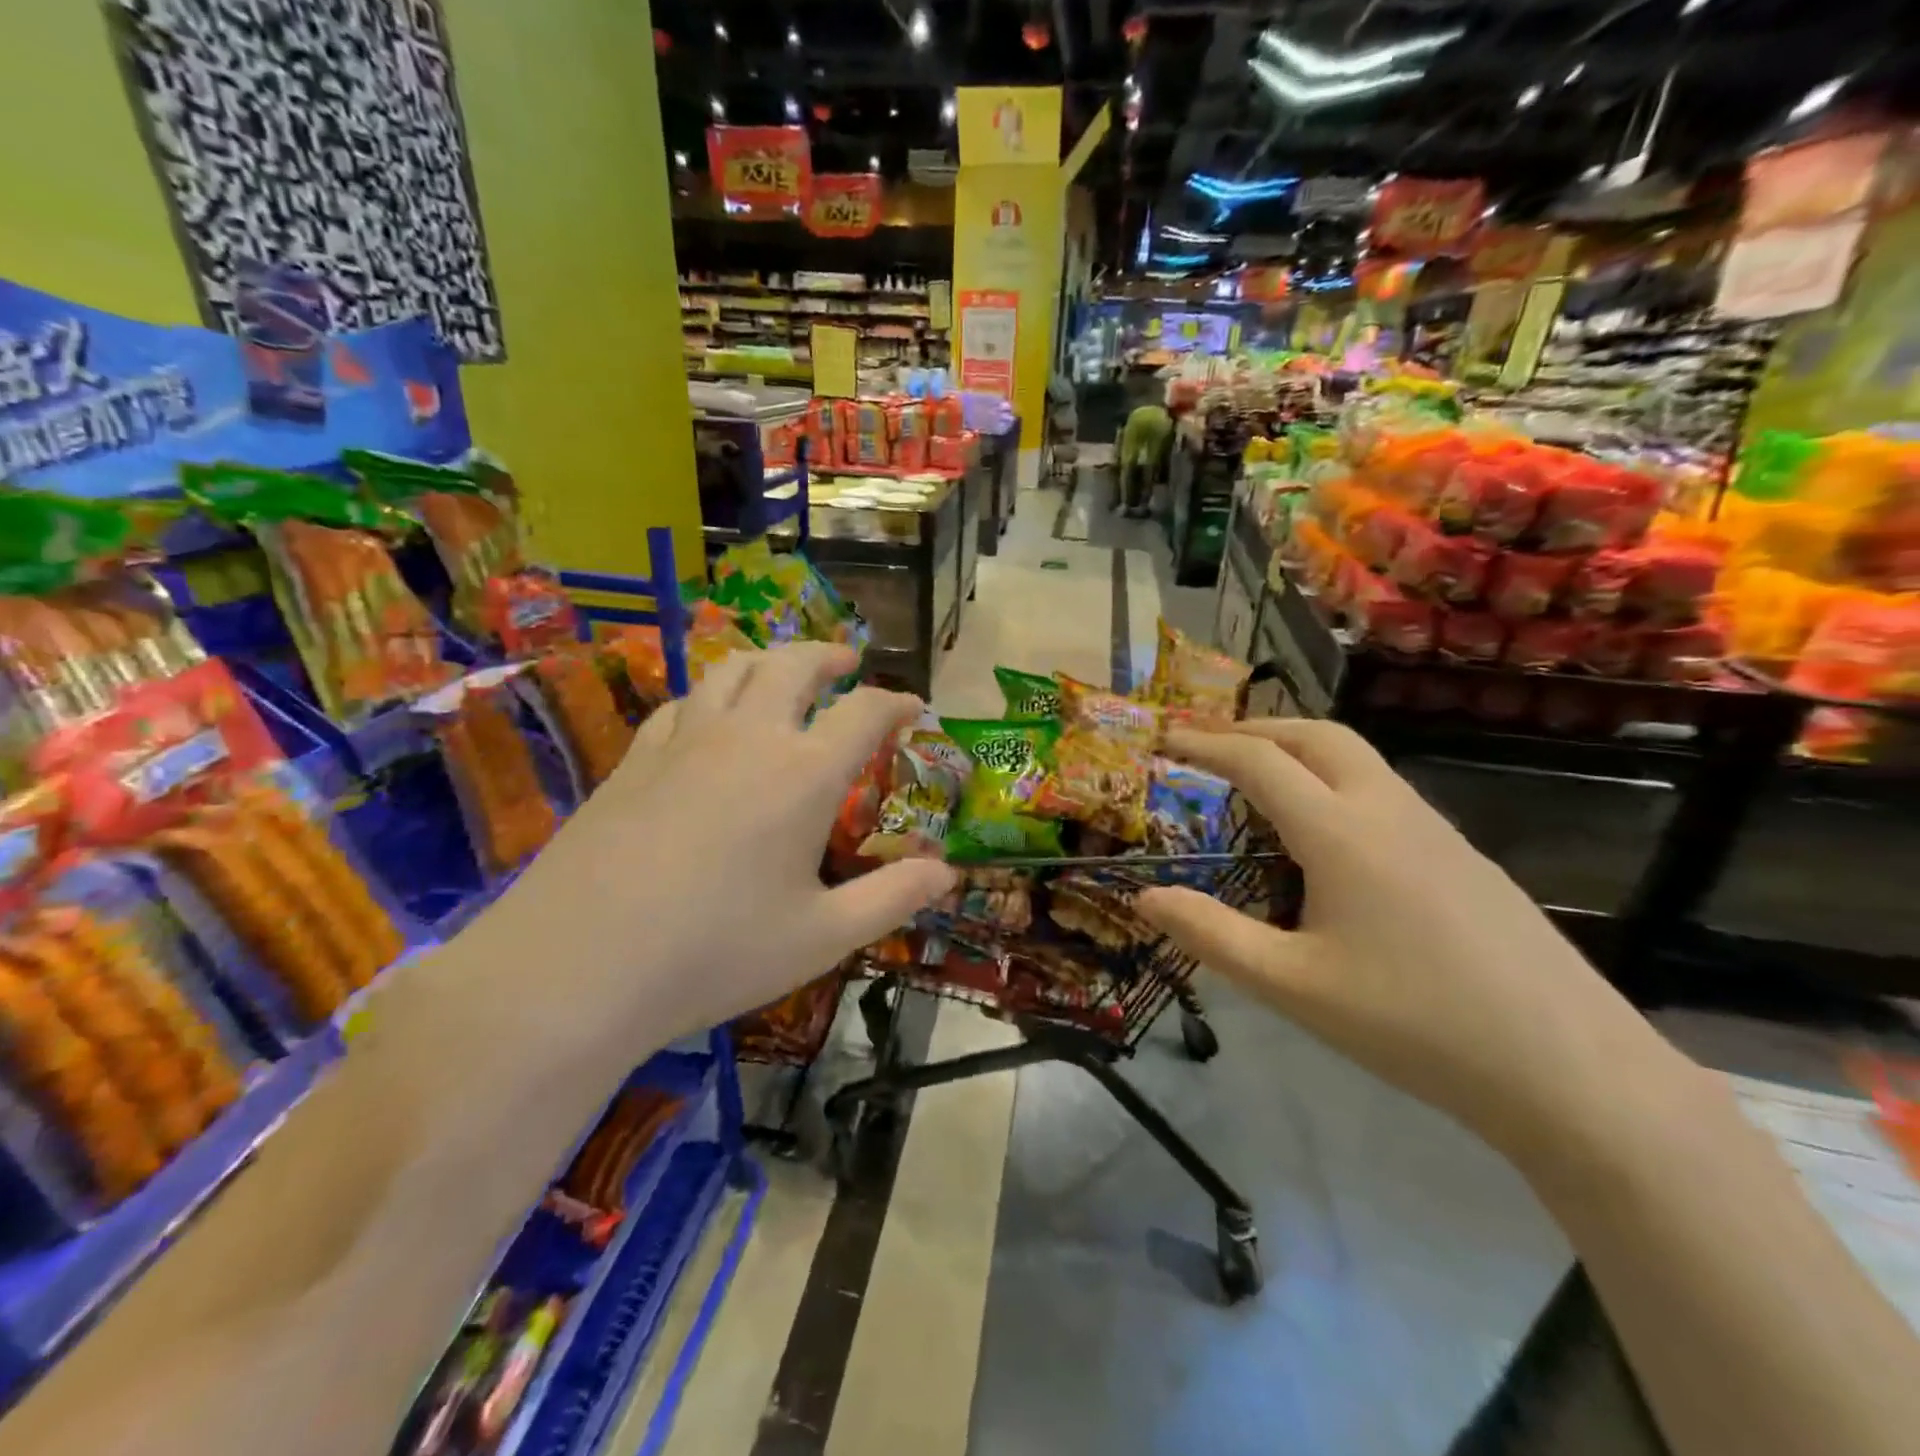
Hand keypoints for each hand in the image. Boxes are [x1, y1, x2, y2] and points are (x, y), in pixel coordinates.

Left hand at [528, 643, 954, 1033]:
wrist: (577, 966)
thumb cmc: (716, 952)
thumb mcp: (822, 936)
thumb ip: (892, 897)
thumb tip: (948, 872)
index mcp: (803, 774)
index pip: (864, 712)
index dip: (896, 702)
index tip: (913, 708)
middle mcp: (747, 738)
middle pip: (793, 665)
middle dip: (829, 656)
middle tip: (849, 663)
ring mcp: (683, 742)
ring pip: (730, 669)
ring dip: (768, 660)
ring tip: (782, 671)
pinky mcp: (633, 760)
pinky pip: (681, 705)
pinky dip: (710, 697)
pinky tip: (707, 720)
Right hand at [1134, 719, 1694, 1168]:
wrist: (1571, 1071)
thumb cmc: (1414, 1024)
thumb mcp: (1292, 987)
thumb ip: (1212, 935)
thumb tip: (1145, 898)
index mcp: (1341, 832)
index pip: (1260, 762)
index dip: (1206, 745)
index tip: (1166, 739)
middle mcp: (1388, 811)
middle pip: (1317, 734)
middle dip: (1257, 727)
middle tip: (1211, 744)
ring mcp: (1436, 830)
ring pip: (1358, 758)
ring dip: (1301, 749)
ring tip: (1261, 779)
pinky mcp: (1464, 857)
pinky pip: (1385, 791)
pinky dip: (1336, 781)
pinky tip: (1329, 836)